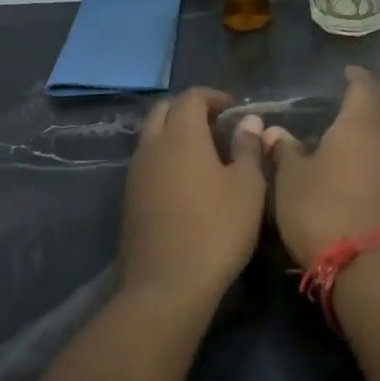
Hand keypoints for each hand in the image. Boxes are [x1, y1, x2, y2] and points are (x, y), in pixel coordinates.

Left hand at [121, 89, 266, 301]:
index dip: (212, 96)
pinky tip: (186, 180)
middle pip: (163, 111)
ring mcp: (136, 174)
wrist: (167, 284)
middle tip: (216, 124)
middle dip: (189, 109)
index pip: (190, 98)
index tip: (233, 107)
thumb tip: (249, 121)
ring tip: (204, 152)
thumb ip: (248, 148)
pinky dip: (165, 157)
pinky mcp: (130, 200)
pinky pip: (147, 163)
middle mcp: (152, 147)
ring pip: (151, 137)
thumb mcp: (247, 186)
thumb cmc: (217, 229)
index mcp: (181, 136)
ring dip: (174, 133)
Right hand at [264, 66, 379, 263]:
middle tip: (340, 105)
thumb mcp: (290, 178)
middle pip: (379, 111)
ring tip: (344, 137)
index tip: (346, 72)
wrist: (365, 264)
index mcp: (360, 124)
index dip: (355, 76)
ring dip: (368, 134)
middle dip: (362, 105)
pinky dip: (372, 158)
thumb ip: (284, 150)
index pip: (363, 86)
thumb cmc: (321, 208)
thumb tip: (275, 131)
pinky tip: (354, 168)